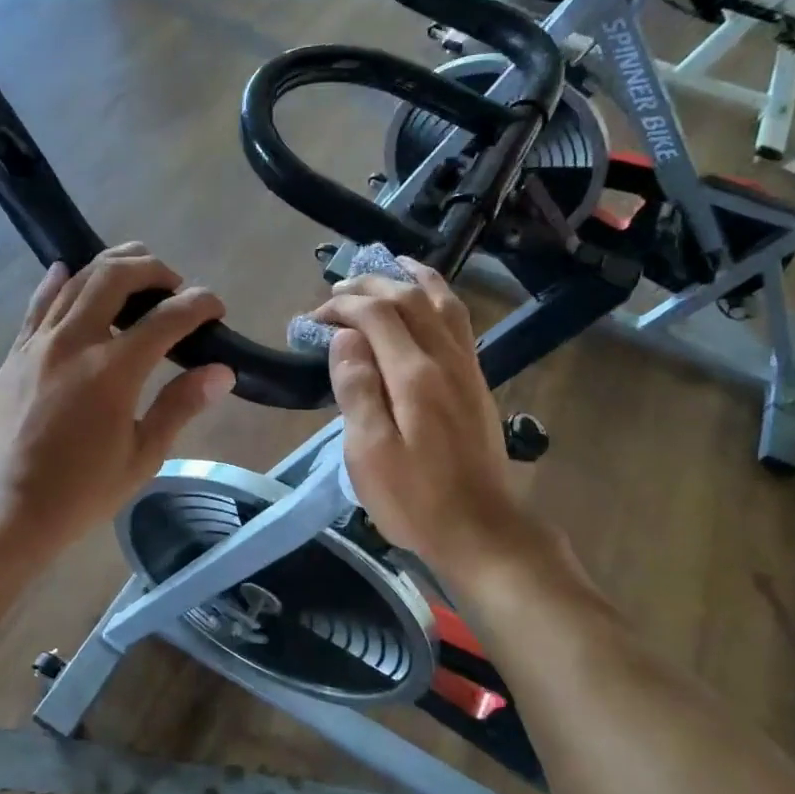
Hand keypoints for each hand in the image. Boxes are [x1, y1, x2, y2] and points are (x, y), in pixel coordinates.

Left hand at [0, 243, 234, 563]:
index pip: (167, 318)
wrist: (3, 508)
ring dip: (112, 267)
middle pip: (116, 276)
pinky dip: (60, 281)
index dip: (199, 305)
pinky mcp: (15, 353)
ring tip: (135, 272)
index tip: (215, 307)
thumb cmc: (79, 492)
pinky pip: (39, 303)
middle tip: (174, 285)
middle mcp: (75, 341)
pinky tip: (68, 272)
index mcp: (113, 370)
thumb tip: (221, 371)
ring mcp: (39, 342)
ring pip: (77, 280)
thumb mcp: (141, 456)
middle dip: (153, 269)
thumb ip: (179, 406)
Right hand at [306, 260, 567, 584]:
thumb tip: (343, 339)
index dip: (342, 306)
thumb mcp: (370, 453)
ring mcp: (467, 370)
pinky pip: (458, 323)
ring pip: (444, 303)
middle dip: (371, 285)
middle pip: (410, 299)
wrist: (482, 530)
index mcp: (415, 375)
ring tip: (392, 263)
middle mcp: (446, 360)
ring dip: (414, 278)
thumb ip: (356, 389)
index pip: (378, 314)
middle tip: (336, 289)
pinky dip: (438, 299)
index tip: (312, 319)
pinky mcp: (476, 384)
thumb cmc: (415, 499)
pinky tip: (426, 302)